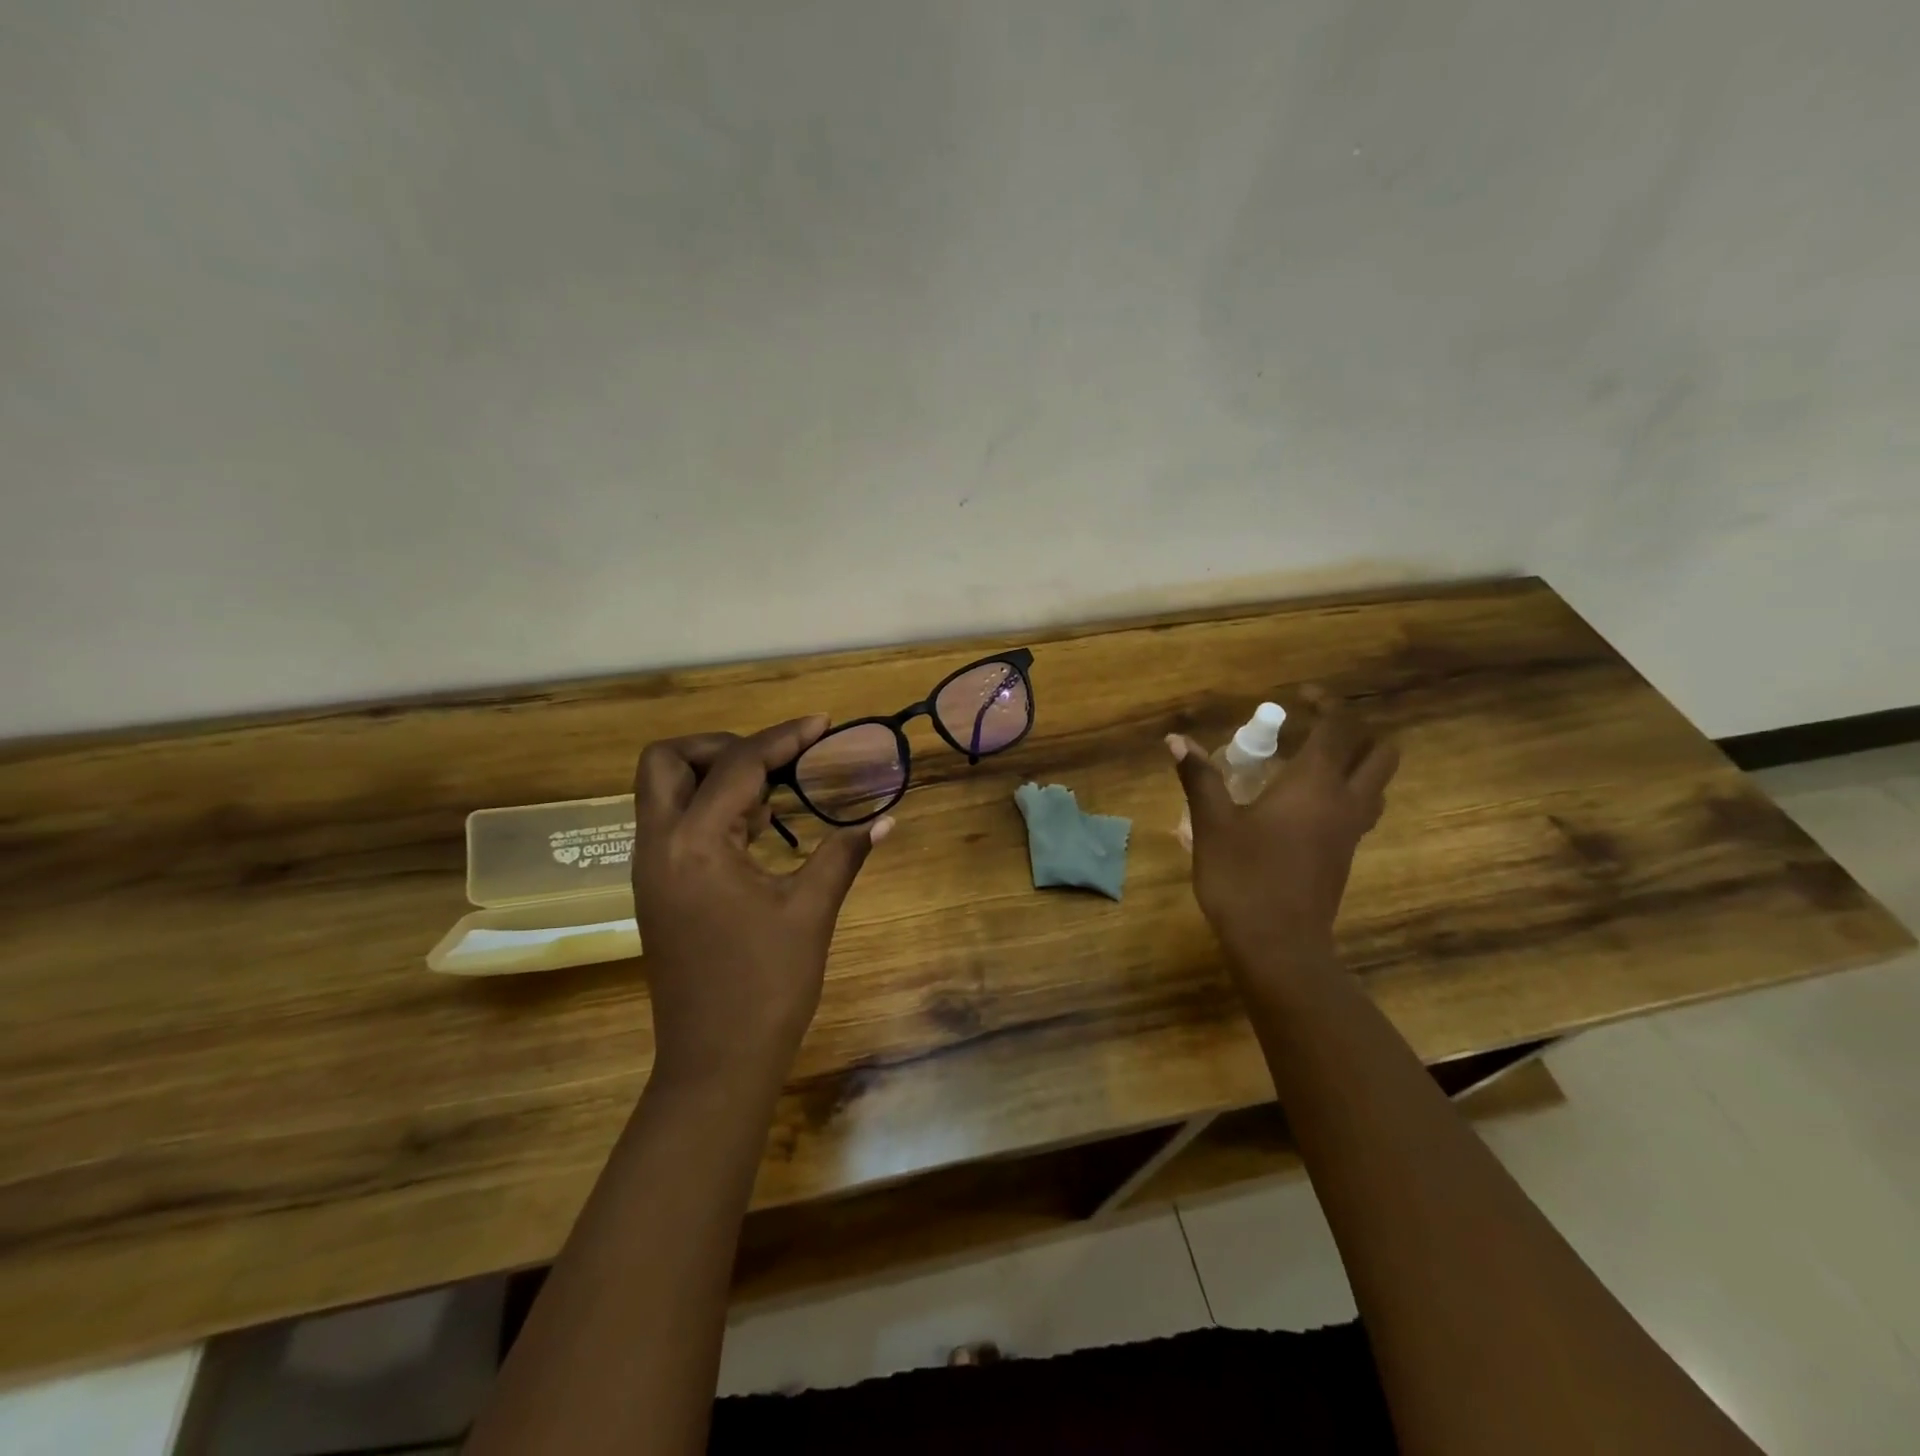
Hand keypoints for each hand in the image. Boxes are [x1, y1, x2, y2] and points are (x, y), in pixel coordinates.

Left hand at [631, 717, 890, 1092]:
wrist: (715, 1064)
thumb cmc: (765, 987)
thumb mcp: (811, 913)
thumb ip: (843, 854)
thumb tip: (886, 819)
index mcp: (695, 845)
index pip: (737, 766)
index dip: (784, 738)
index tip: (822, 724)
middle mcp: (658, 847)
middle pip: (667, 761)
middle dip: (720, 746)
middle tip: (773, 763)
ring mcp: (649, 870)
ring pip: (662, 792)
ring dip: (712, 777)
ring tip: (772, 797)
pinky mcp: (656, 891)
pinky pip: (671, 824)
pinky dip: (706, 809)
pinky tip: (755, 832)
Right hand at [1169, 689, 1398, 978]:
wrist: (1279, 945)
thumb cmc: (1243, 877)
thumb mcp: (1213, 824)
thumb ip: (1199, 778)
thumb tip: (1176, 740)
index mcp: (1315, 784)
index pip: (1339, 726)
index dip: (1325, 702)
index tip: (1299, 697)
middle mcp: (1345, 801)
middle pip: (1380, 752)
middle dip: (1354, 731)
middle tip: (1311, 731)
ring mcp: (1351, 831)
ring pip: (1377, 783)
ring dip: (1355, 762)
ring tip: (1307, 763)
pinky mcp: (1345, 855)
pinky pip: (1361, 808)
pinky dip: (1345, 791)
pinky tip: (1301, 804)